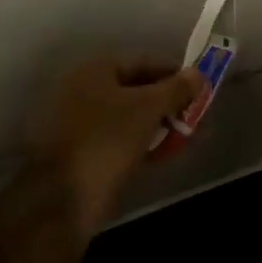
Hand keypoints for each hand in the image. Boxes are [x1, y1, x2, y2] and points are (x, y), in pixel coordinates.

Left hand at [23, 57, 203, 232]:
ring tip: (186, 137)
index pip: (144, 62)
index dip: (175, 73)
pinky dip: (142, 144)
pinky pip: (119, 140)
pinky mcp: (81, 154)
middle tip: (195, 116)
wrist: (61, 200)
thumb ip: (176, 89)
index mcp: (95, 71)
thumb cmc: (107, 140)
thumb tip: (198, 74)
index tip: (200, 88)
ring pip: (128, 118)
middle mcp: (83, 91)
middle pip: (136, 90)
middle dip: (168, 103)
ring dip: (158, 125)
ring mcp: (79, 124)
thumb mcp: (148, 109)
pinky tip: (164, 154)